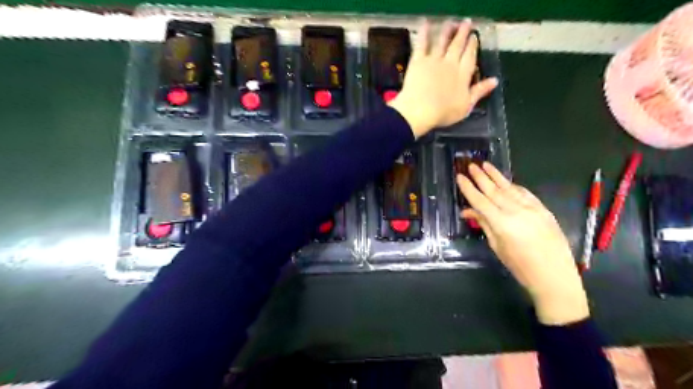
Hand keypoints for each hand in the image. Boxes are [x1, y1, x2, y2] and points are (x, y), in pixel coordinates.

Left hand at [389, 19, 497, 137]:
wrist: (420, 110)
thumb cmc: (443, 112)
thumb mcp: (466, 106)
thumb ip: (479, 91)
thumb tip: (495, 81)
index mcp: (462, 75)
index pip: (470, 57)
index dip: (472, 46)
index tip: (474, 37)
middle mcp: (450, 63)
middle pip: (458, 46)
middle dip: (463, 33)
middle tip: (466, 22)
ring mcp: (434, 61)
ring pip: (442, 42)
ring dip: (447, 31)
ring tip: (451, 22)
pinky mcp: (418, 61)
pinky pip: (422, 44)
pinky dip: (424, 33)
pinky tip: (425, 23)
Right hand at [459, 163, 586, 326]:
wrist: (555, 276)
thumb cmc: (521, 266)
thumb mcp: (497, 246)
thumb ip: (484, 224)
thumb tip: (468, 211)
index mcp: (503, 223)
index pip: (480, 201)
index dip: (468, 188)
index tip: (460, 177)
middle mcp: (517, 211)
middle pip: (494, 190)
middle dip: (481, 177)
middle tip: (470, 165)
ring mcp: (532, 208)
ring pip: (509, 188)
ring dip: (496, 176)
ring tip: (486, 165)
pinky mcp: (543, 209)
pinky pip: (525, 193)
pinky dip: (513, 186)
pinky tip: (506, 181)